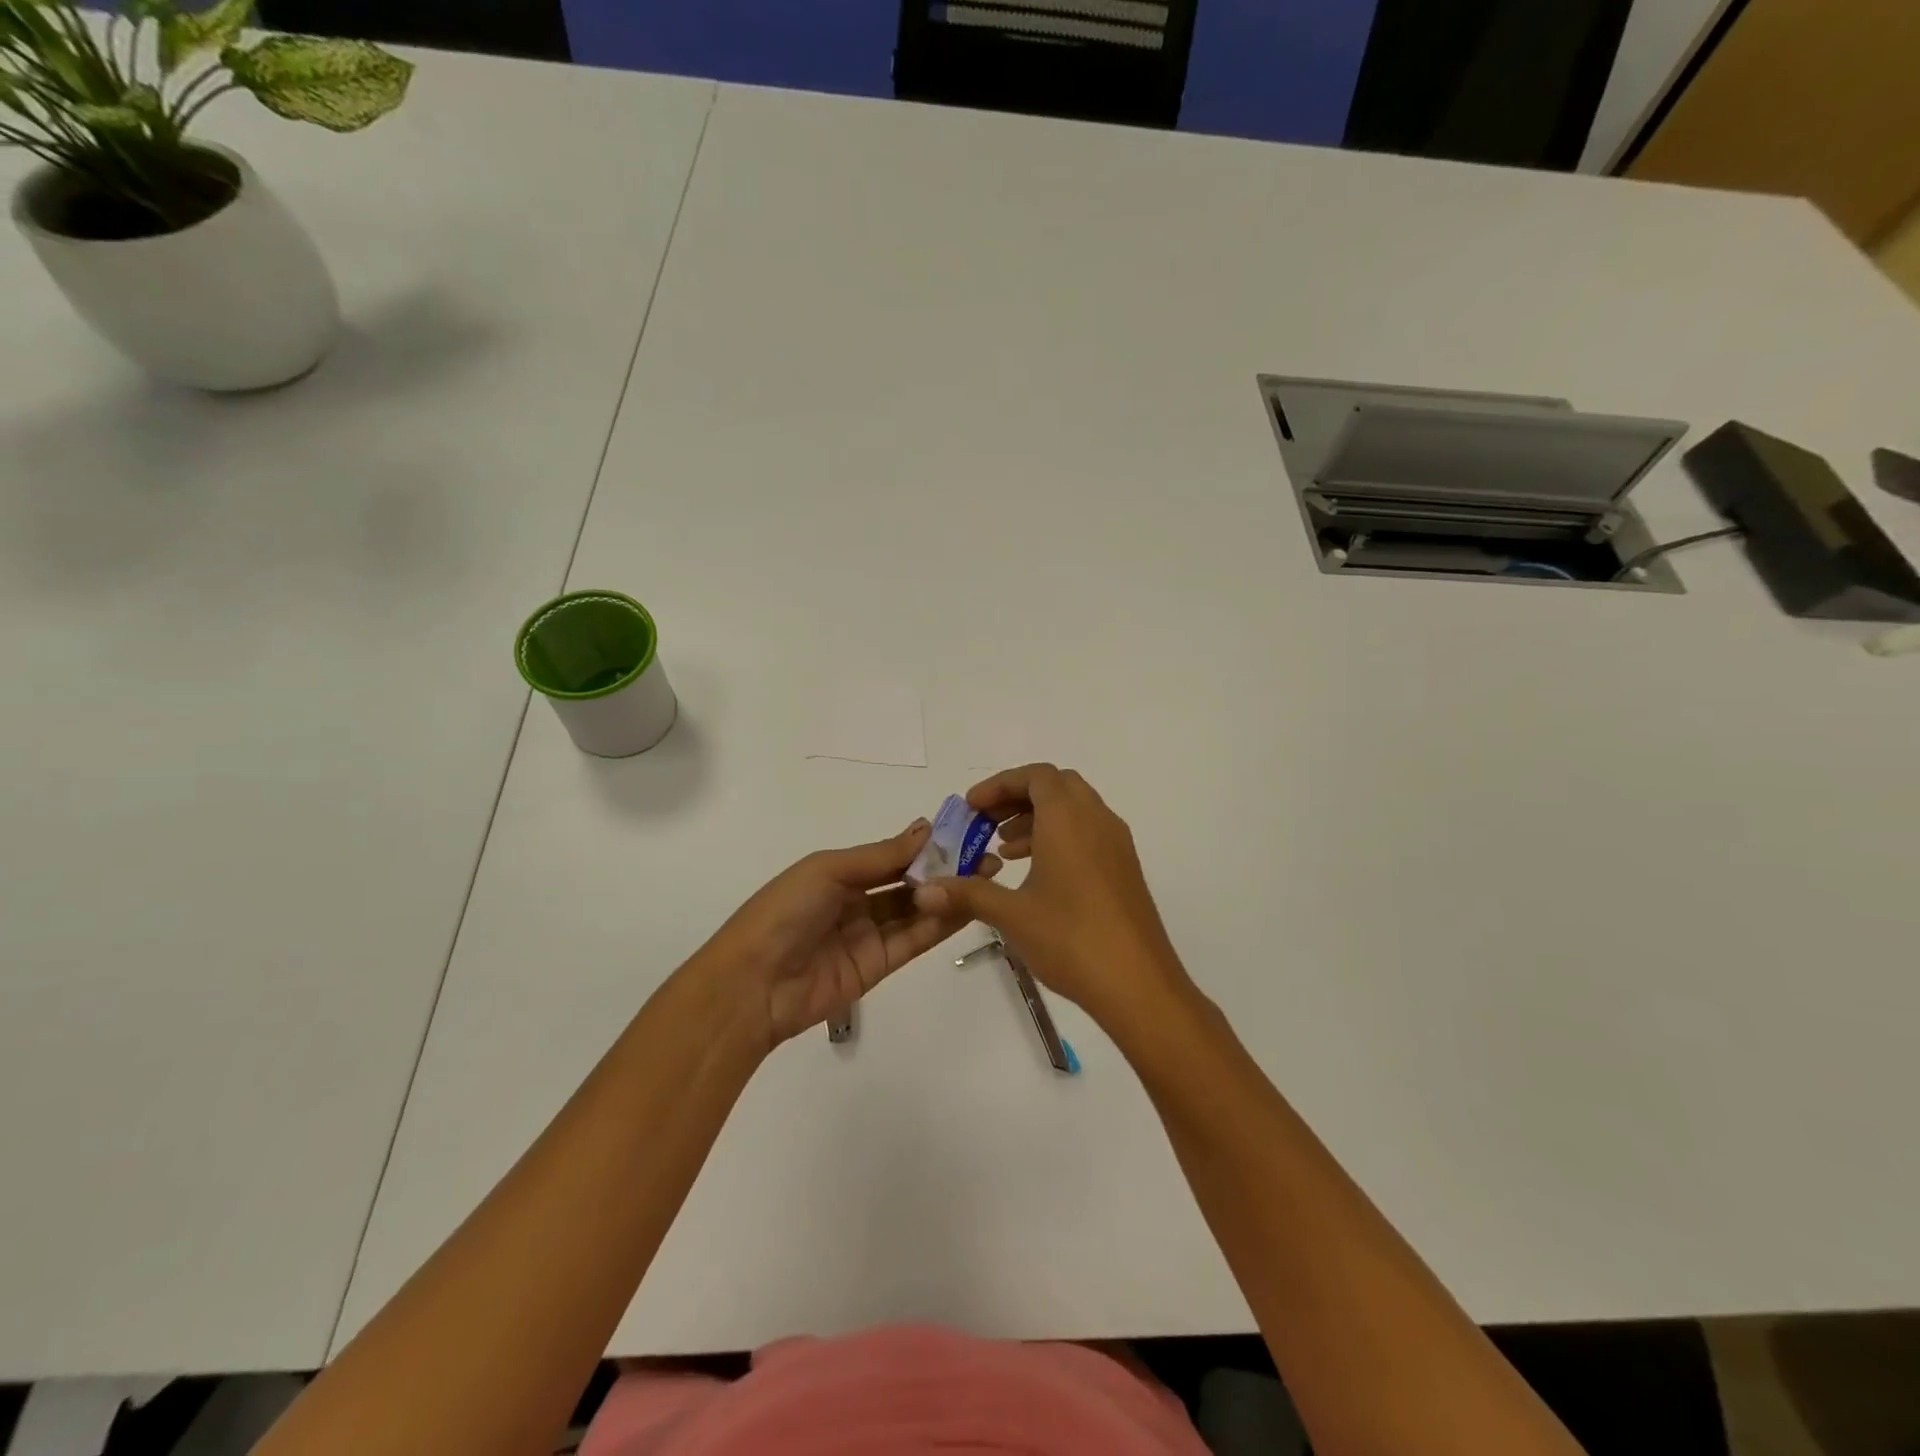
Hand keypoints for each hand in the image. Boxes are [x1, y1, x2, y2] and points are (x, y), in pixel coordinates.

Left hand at [694, 819, 999, 1049]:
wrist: (752, 984)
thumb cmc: (784, 912)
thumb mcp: (828, 870)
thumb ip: (880, 856)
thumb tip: (925, 828)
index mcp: (838, 872)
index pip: (891, 855)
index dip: (926, 844)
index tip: (964, 831)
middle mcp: (856, 901)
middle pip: (907, 882)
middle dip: (944, 869)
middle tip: (986, 856)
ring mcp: (868, 935)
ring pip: (916, 910)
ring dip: (948, 894)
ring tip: (986, 877)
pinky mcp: (879, 966)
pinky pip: (914, 939)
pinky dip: (939, 923)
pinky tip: (967, 904)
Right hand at [909, 764, 1192, 1032]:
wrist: (1139, 984)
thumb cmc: (1071, 939)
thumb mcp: (1012, 915)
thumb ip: (967, 894)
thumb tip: (924, 891)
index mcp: (1069, 818)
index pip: (1035, 776)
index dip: (999, 784)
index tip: (971, 808)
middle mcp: (1096, 819)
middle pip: (1055, 787)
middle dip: (1017, 798)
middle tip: (986, 824)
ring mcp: (1116, 843)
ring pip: (1073, 810)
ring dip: (1037, 819)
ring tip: (1003, 850)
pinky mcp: (1124, 868)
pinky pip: (1087, 833)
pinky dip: (1059, 838)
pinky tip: (1036, 875)